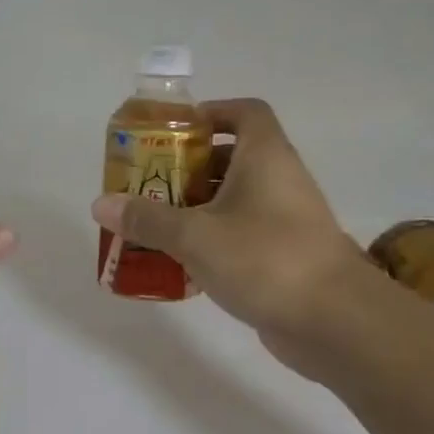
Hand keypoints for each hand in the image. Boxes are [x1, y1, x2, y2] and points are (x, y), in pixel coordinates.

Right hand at [90, 99, 362, 352]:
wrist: (334, 320)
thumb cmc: (264, 258)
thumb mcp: (195, 235)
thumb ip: (146, 219)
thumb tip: (100, 204)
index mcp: (264, 157)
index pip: (244, 112)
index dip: (210, 113)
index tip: (173, 133)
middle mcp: (279, 180)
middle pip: (231, 158)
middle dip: (187, 168)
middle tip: (148, 184)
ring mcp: (285, 219)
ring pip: (234, 200)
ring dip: (196, 208)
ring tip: (154, 224)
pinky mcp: (284, 255)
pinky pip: (240, 235)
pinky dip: (211, 240)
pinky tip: (180, 262)